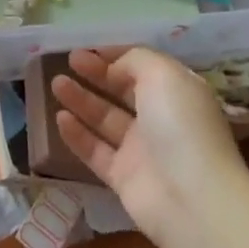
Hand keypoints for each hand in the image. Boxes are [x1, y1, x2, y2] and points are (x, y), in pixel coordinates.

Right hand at [52, 47, 248, 239]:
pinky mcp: (124, 178)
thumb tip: (115, 66)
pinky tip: (59, 118)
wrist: (192, 199)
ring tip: (56, 84)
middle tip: (68, 61)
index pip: (143, 67)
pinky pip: (95, 151)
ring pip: (105, 120)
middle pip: (122, 92)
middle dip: (96, 74)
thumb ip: (135, 60)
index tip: (89, 48)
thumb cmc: (180, 125)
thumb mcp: (163, 74)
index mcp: (177, 92)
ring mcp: (142, 150)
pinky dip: (77, 134)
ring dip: (81, 100)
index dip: (116, 56)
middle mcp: (161, 119)